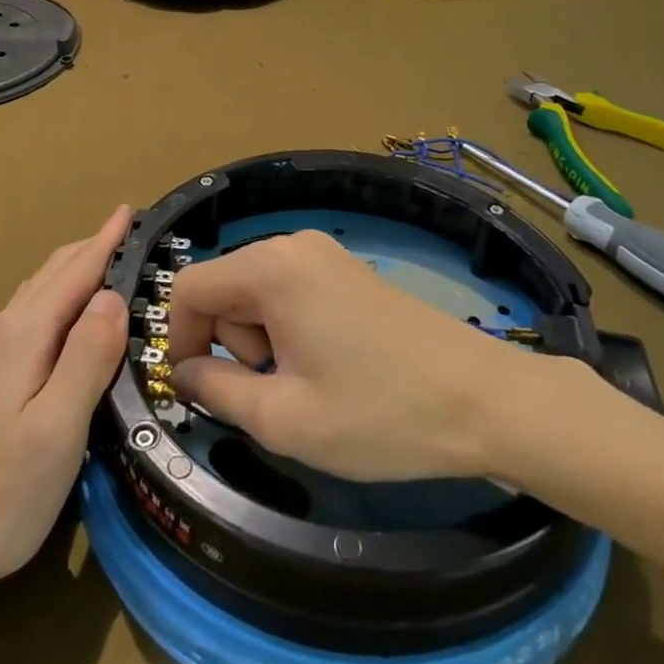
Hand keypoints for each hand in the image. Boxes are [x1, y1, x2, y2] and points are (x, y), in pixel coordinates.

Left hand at [0, 206, 132, 624]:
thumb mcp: (56, 430)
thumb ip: (88, 358)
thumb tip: (113, 296)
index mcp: (25, 333)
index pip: (76, 271)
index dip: (107, 239)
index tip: (134, 209)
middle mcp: (7, 331)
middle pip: (56, 272)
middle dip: (95, 247)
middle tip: (136, 232)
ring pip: (43, 292)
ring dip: (79, 270)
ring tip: (114, 262)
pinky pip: (37, 315)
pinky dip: (65, 297)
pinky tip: (76, 317)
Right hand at [170, 229, 602, 483]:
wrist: (485, 400)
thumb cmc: (379, 413)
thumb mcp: (283, 418)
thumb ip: (215, 389)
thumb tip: (184, 371)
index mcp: (271, 267)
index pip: (189, 288)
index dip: (178, 339)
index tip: (196, 387)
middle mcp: (294, 245)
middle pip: (224, 289)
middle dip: (232, 344)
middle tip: (273, 393)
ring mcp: (327, 255)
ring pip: (257, 294)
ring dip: (261, 342)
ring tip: (307, 385)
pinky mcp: (349, 272)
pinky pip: (290, 294)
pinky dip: (289, 331)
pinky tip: (328, 369)